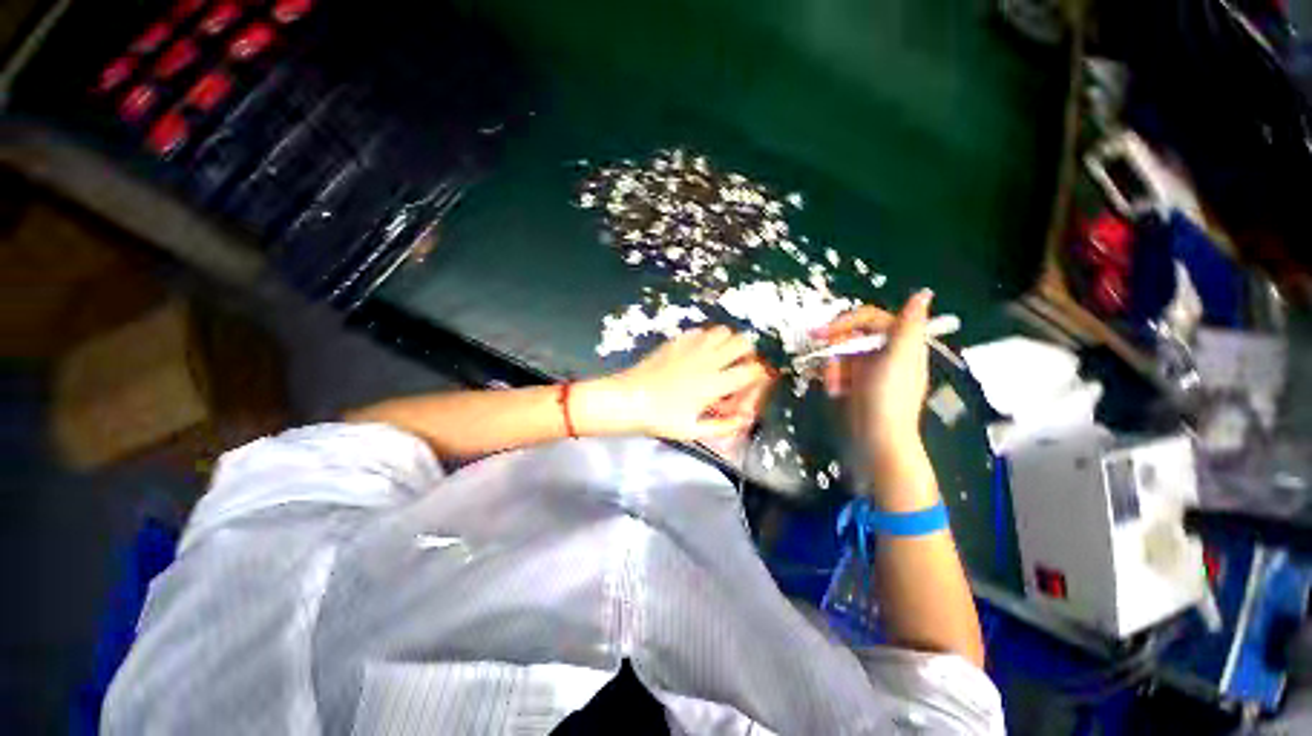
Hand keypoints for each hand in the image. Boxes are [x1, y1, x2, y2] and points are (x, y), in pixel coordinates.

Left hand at [607, 327, 773, 440]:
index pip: (752, 370)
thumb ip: (723, 427)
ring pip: (722, 330)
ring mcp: (691, 347)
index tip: (752, 383)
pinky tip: (697, 353)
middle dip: (747, 354)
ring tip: (718, 358)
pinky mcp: (676, 341)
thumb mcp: (692, 431)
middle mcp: (707, 360)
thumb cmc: (659, 419)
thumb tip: (745, 420)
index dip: (760, 376)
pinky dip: (706, 339)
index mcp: (714, 384)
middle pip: (742, 342)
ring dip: (727, 342)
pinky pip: (700, 331)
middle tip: (737, 367)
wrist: (627, 399)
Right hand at [814, 289, 933, 451]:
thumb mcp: (899, 358)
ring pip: (841, 353)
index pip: (868, 318)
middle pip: (850, 335)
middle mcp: (885, 352)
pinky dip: (833, 378)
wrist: (876, 438)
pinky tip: (835, 390)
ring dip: (833, 367)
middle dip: (836, 350)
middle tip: (828, 365)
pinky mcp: (856, 383)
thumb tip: (923, 293)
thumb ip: (908, 325)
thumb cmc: (888, 397)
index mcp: (900, 343)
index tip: (821, 334)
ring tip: (835, 385)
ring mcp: (869, 368)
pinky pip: (838, 369)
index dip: (844, 322)